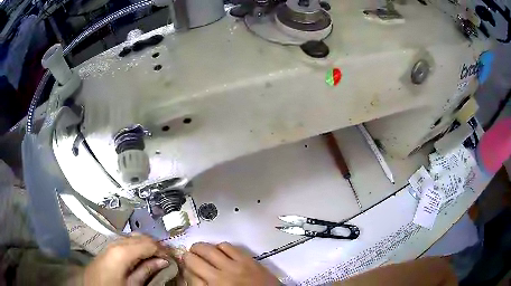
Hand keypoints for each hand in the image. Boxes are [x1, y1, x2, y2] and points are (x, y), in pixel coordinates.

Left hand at [83, 234, 172, 285]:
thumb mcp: (133, 285)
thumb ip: (147, 271)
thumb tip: (163, 261)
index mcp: (122, 251)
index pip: (148, 243)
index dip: (162, 249)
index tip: (172, 258)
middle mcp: (115, 243)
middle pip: (140, 237)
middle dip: (155, 245)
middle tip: (166, 257)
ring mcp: (110, 244)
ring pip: (132, 238)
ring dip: (145, 245)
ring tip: (156, 257)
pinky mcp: (107, 249)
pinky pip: (125, 243)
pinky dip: (136, 247)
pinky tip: (141, 257)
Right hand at [183, 242, 279, 285]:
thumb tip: (191, 274)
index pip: (188, 276)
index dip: (185, 271)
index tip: (188, 270)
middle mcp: (219, 278)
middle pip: (193, 260)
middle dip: (188, 257)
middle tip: (190, 257)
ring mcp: (234, 267)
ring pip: (208, 249)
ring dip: (200, 248)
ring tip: (201, 251)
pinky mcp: (248, 260)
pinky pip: (227, 246)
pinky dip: (219, 247)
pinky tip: (220, 252)